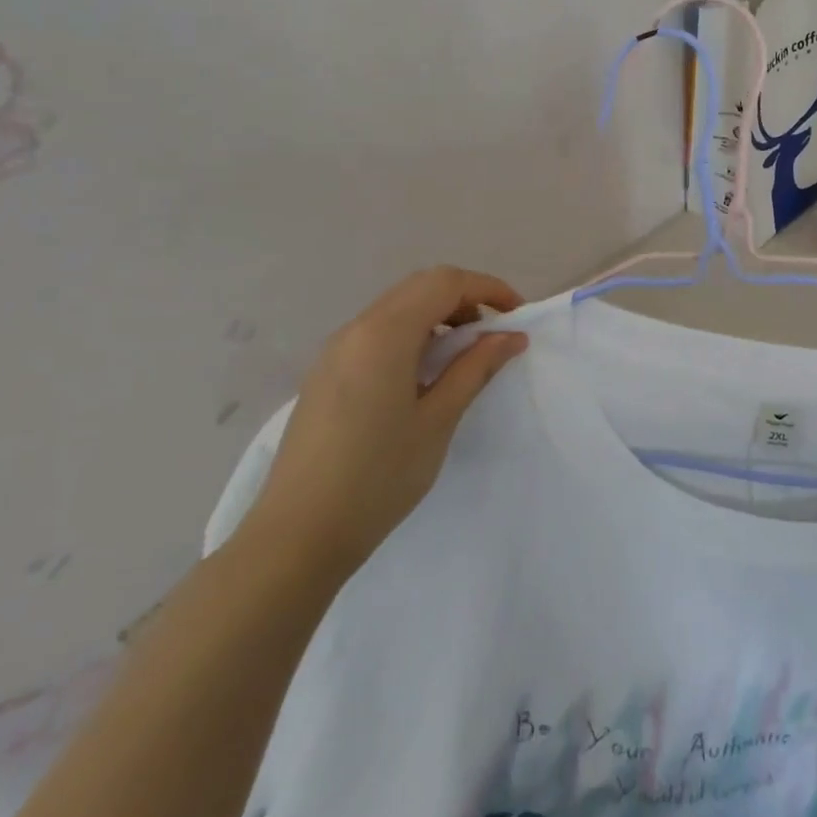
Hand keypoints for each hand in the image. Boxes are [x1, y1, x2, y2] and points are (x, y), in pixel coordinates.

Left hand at [238, 266, 528, 579]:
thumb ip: (475, 369)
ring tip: (463, 360)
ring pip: (396, 309)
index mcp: (384, 334)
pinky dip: (411, 337)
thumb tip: (510, 336)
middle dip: (464, 299)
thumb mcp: (438, 420)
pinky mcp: (325, 375)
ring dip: (437, 318)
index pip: (445, 283)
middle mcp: (355, 330)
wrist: (298, 534)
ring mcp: (334, 352)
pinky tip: (423, 380)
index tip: (518, 316)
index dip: (488, 289)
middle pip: (419, 288)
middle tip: (493, 337)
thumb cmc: (379, 477)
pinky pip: (376, 335)